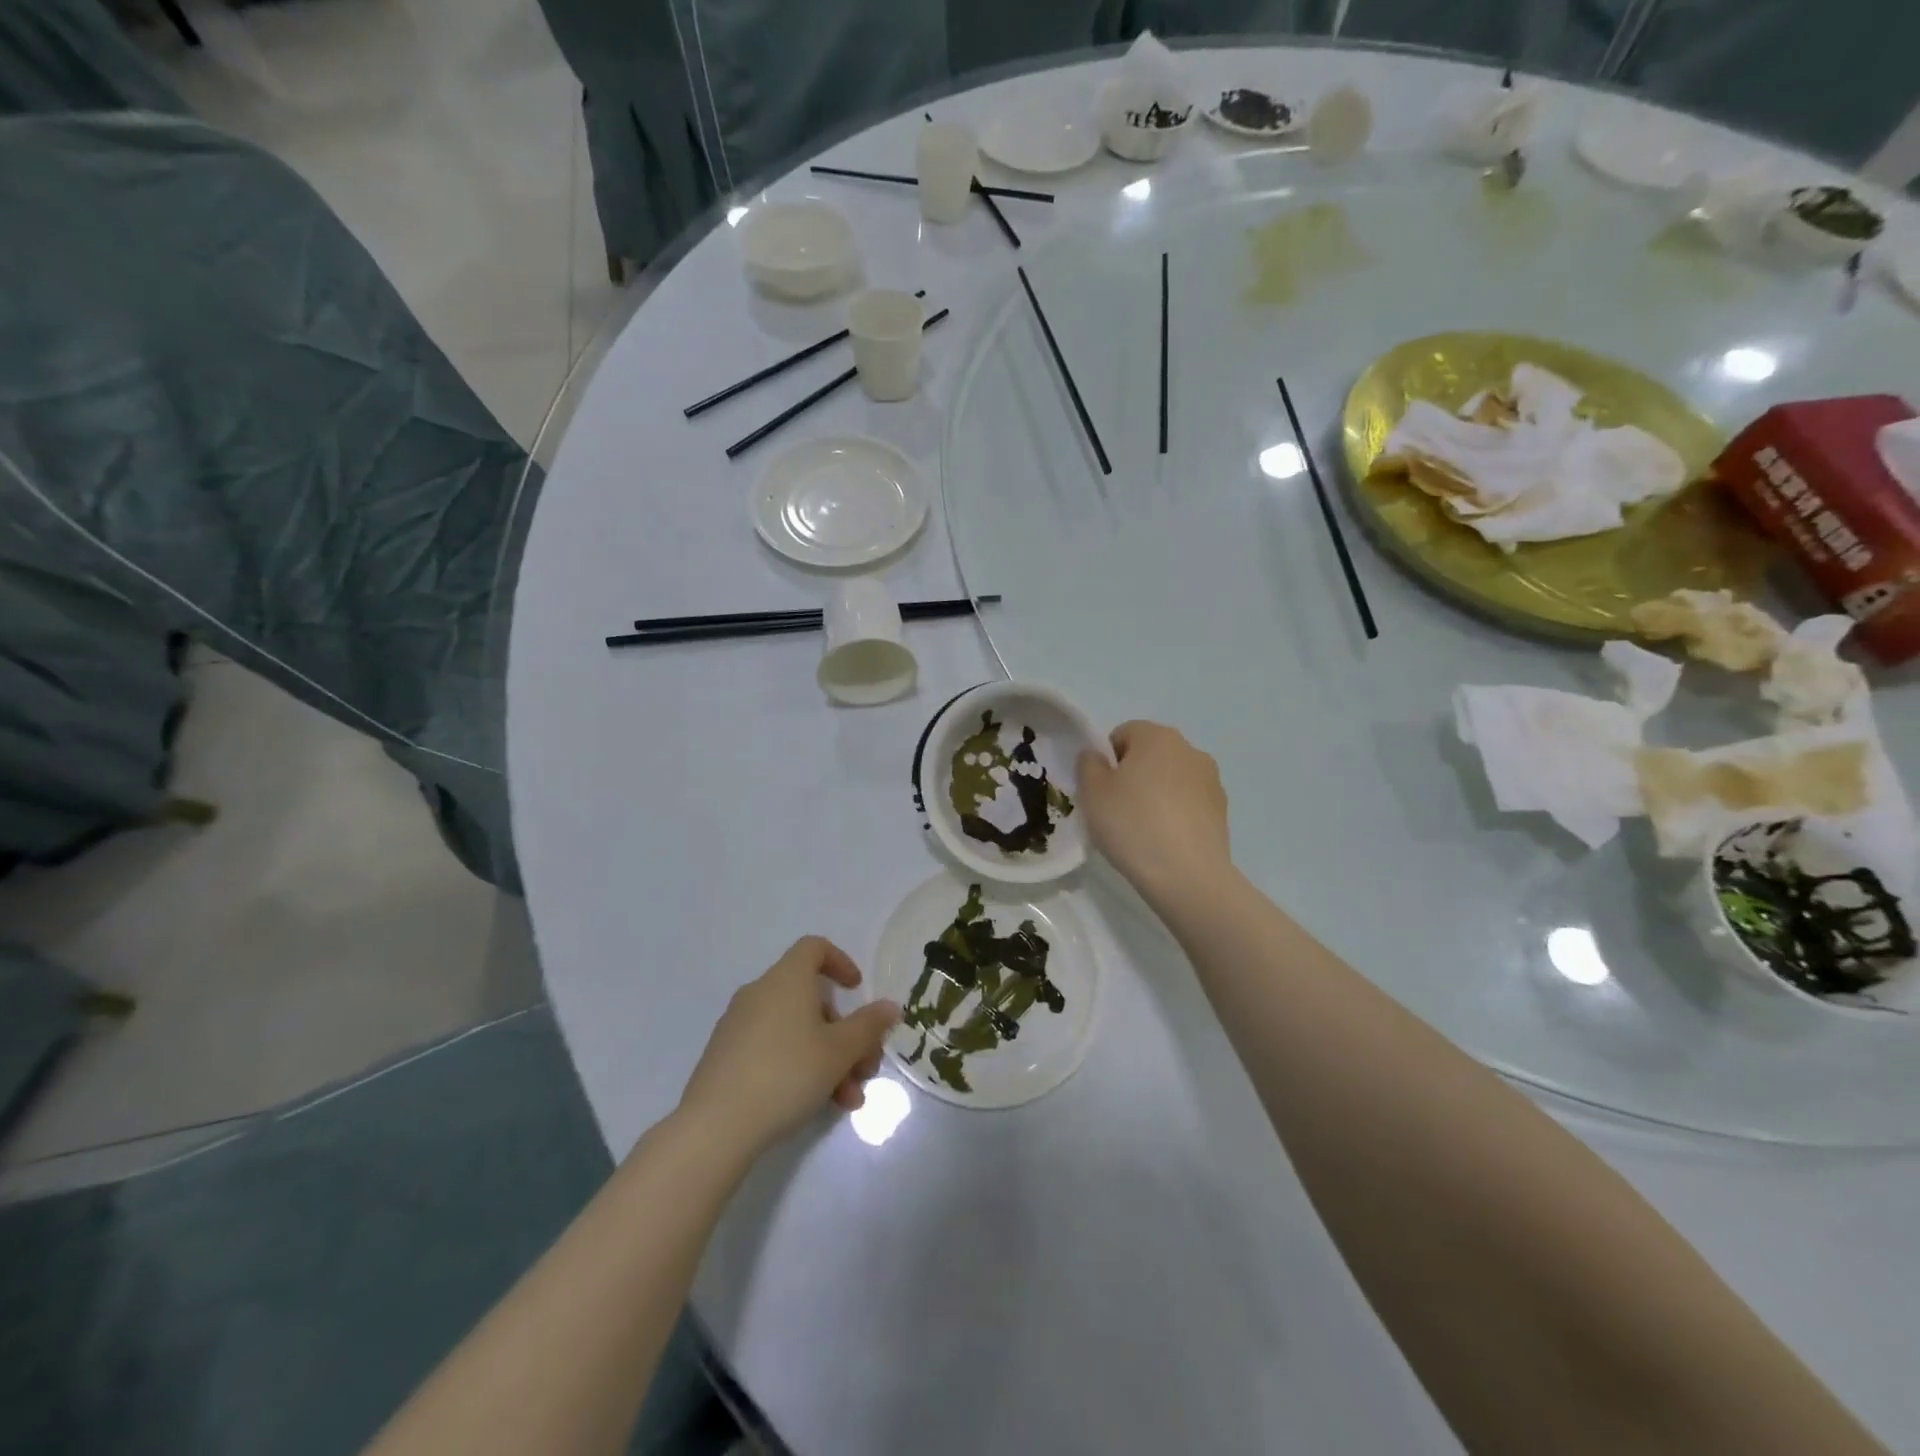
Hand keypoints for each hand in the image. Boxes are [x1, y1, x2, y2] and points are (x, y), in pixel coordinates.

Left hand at [678, 937, 898, 1155]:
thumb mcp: (840, 1051)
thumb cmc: (787, 1073)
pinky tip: (815, 1104)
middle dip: (844, 1033)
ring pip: (796, 1030)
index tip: (857, 991)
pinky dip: (799, 1067)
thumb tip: (889, 1006)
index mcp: (786, 979)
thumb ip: (869, 1026)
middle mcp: (760, 993)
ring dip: (828, 1059)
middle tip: (864, 1068)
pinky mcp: (726, 1056)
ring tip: (847, 1100)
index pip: (814, 948)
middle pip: (811, 999)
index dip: (841, 962)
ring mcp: (739, 1025)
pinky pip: (773, 1049)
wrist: (716, 1126)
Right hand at [1076, 721, 1230, 905]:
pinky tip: (1166, 840)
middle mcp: (1189, 749)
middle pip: (1150, 753)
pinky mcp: (1222, 809)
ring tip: (1143, 828)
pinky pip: (1189, 801)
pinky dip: (1176, 812)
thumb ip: (1088, 764)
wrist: (1187, 876)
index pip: (1123, 733)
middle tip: (1117, 809)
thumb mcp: (1092, 793)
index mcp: (1157, 737)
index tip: (1101, 790)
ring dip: (1156, 792)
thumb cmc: (1132, 825)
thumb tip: (1097, 756)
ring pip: (1171, 777)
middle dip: (1133, 774)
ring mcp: (1211, 779)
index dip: (1107, 760)